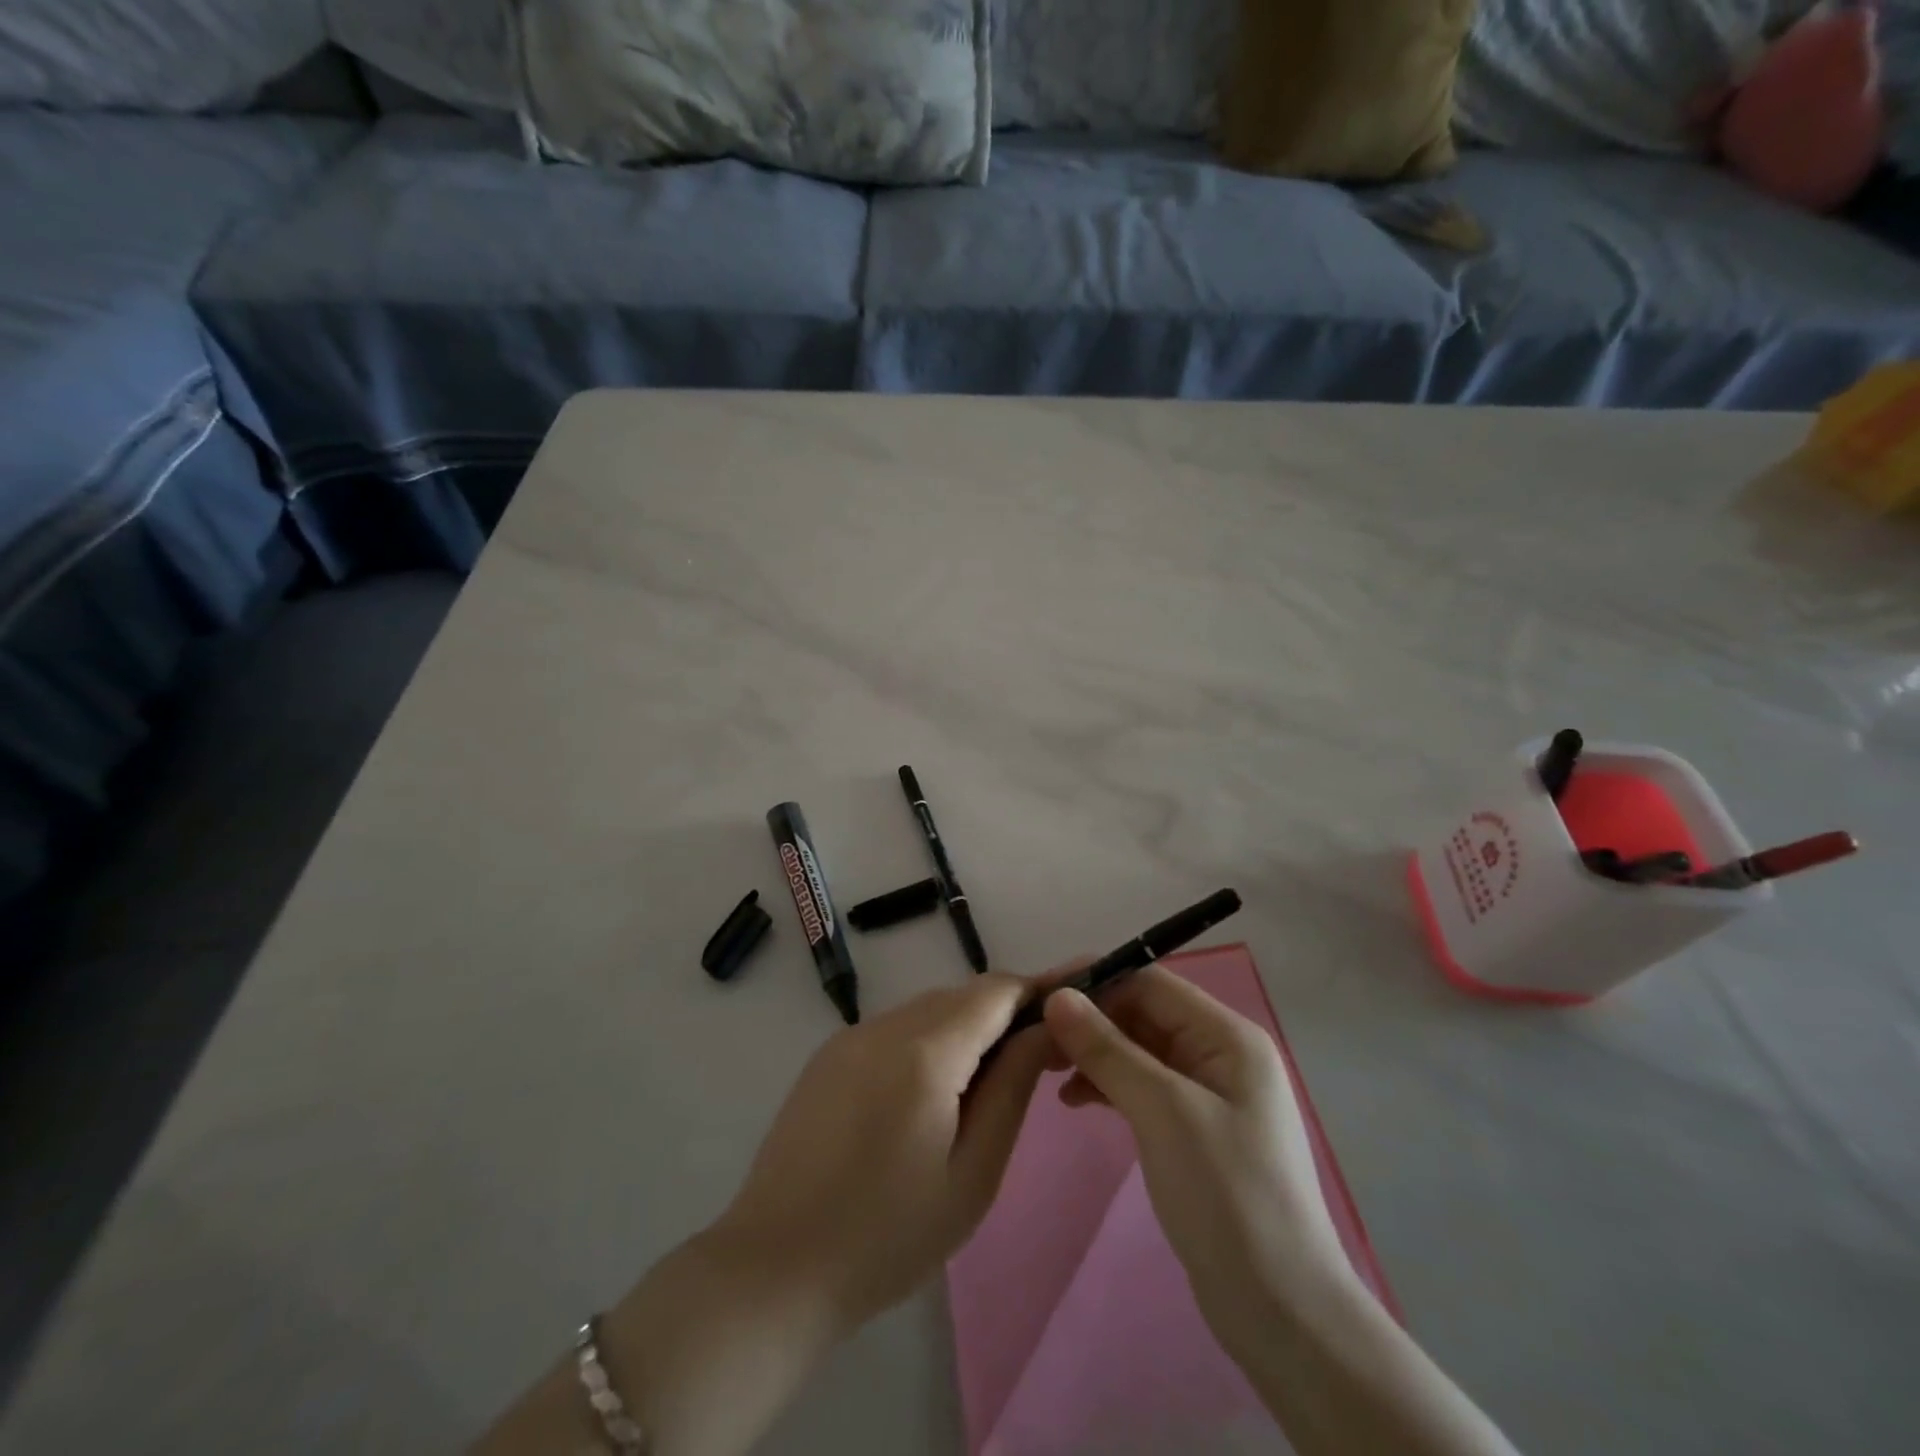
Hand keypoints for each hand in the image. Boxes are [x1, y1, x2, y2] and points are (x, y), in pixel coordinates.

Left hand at [718, 973, 1053, 1331]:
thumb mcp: (973, 1174)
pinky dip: (928, 1043)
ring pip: (927, 1011)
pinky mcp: (828, 1056)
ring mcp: (850, 1037)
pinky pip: (895, 1030)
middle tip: (1040, 1055)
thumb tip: (1045, 1028)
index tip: (1074, 1000)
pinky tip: (931, 1094)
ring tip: (987, 1084)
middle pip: (961, 997)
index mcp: (924, 1051)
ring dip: (966, 1030)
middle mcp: (885, 1025)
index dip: (1038, 989)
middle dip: (1005, 1014)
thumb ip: (1012, 1088)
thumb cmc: (888, 1236)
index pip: (995, 991)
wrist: (774, 1268)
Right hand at [1042, 967, 1349, 1343]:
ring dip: (1095, 1053)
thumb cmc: (1227, 1197)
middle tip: (1036, 1040)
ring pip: (1139, 1049)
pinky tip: (1075, 1100)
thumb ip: (1108, 1049)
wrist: (1282, 1314)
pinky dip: (1108, 1085)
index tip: (1040, 995)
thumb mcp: (1163, 1112)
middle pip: (1143, 1013)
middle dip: (1090, 1020)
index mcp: (1227, 1036)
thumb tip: (1057, 996)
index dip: (1095, 981)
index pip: (1150, 983)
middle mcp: (1220, 1053)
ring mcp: (1209, 1092)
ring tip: (1049, 1072)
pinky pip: (1143, 1085)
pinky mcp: (1194, 1128)